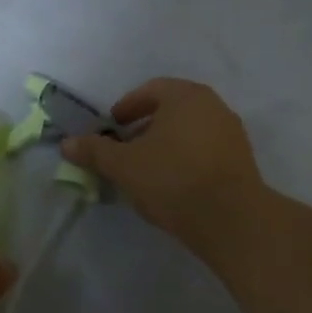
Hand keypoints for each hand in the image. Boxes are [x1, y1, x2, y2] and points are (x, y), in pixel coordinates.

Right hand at [61, 78, 264, 252]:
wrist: (233, 221)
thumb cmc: (173, 179)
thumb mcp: (124, 166)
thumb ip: (95, 151)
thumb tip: (67, 143)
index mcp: (185, 96)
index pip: (150, 90)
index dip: (127, 107)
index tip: (113, 127)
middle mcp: (213, 106)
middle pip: (172, 109)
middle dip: (146, 127)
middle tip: (126, 148)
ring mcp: (232, 134)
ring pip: (190, 131)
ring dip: (166, 144)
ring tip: (148, 169)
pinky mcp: (243, 162)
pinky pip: (206, 150)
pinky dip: (186, 159)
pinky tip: (173, 184)